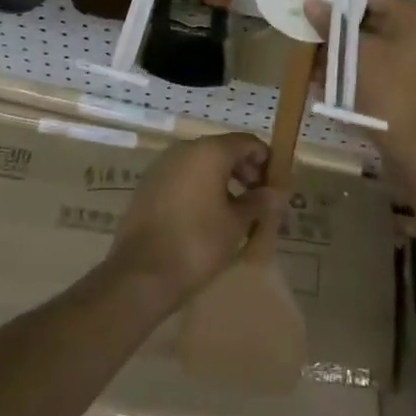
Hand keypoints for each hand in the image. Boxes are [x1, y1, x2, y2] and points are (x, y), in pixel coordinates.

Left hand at [108, 134, 280, 305]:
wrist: (141, 272)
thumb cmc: (197, 243)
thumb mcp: (236, 224)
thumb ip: (259, 203)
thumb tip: (275, 193)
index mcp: (209, 151)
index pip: (247, 142)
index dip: (265, 160)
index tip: (274, 186)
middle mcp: (184, 149)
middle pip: (223, 150)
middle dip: (244, 170)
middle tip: (257, 200)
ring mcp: (162, 165)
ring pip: (201, 163)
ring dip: (221, 180)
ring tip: (234, 211)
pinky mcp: (148, 184)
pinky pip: (182, 176)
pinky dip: (198, 187)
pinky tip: (205, 216)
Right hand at [304, 0, 415, 158]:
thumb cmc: (387, 93)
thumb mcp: (354, 55)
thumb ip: (331, 25)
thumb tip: (310, 1)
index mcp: (415, 18)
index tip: (311, 5)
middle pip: (371, 22)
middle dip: (337, 32)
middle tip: (307, 36)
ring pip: (373, 49)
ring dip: (343, 57)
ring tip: (312, 67)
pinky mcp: (413, 87)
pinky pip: (380, 71)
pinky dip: (356, 75)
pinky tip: (327, 88)